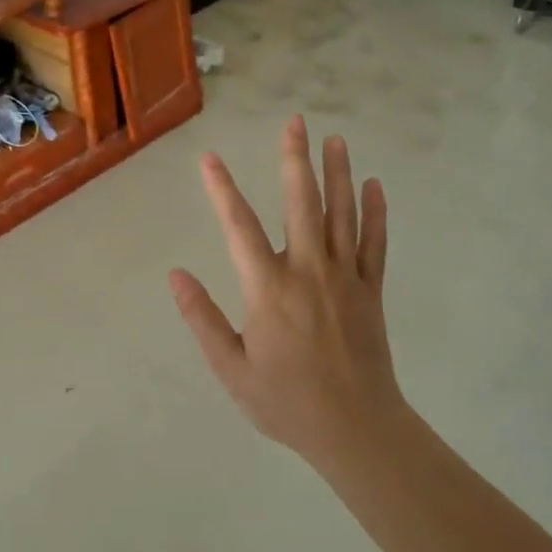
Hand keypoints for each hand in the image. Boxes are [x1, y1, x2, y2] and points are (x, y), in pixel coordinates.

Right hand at [169, 115, 402, 461]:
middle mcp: (309, 272)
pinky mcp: (370, 291)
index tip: (209, 158)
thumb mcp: (231, 369)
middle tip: (295, 122)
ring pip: (342, 215)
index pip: (239, 227)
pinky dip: (375, 213)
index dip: (221, 190)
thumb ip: (202, 319)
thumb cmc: (286, 403)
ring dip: (338, 174)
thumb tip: (176, 275)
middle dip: (295, 160)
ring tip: (335, 139)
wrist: (356, 430)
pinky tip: (374, 186)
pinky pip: (375, 244)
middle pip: (302, 204)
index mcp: (269, 289)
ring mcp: (345, 279)